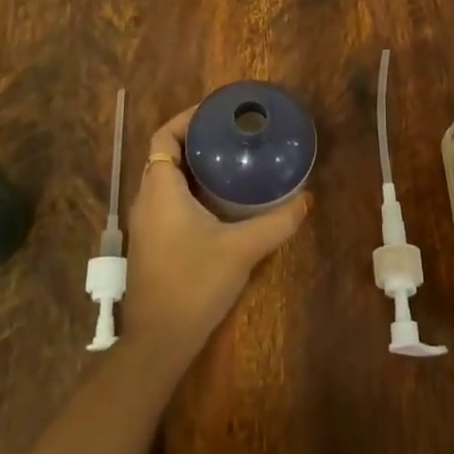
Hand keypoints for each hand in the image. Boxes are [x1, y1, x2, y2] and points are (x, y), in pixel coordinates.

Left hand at [121, 104, 311, 368]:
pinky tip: (219, 201)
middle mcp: (147, 199)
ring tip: (229, 160)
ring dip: (191, 166)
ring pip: (165, 179)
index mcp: (160, 189)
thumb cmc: (194, 283)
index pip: (164, 136)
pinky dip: (188, 189)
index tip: (217, 112)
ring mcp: (146, 223)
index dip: (186, 118)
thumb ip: (277, 222)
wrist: (159, 341)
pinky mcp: (151, 243)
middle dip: (194, 139)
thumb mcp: (242, 248)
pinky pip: (167, 200)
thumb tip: (307, 198)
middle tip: (231, 134)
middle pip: (165, 154)